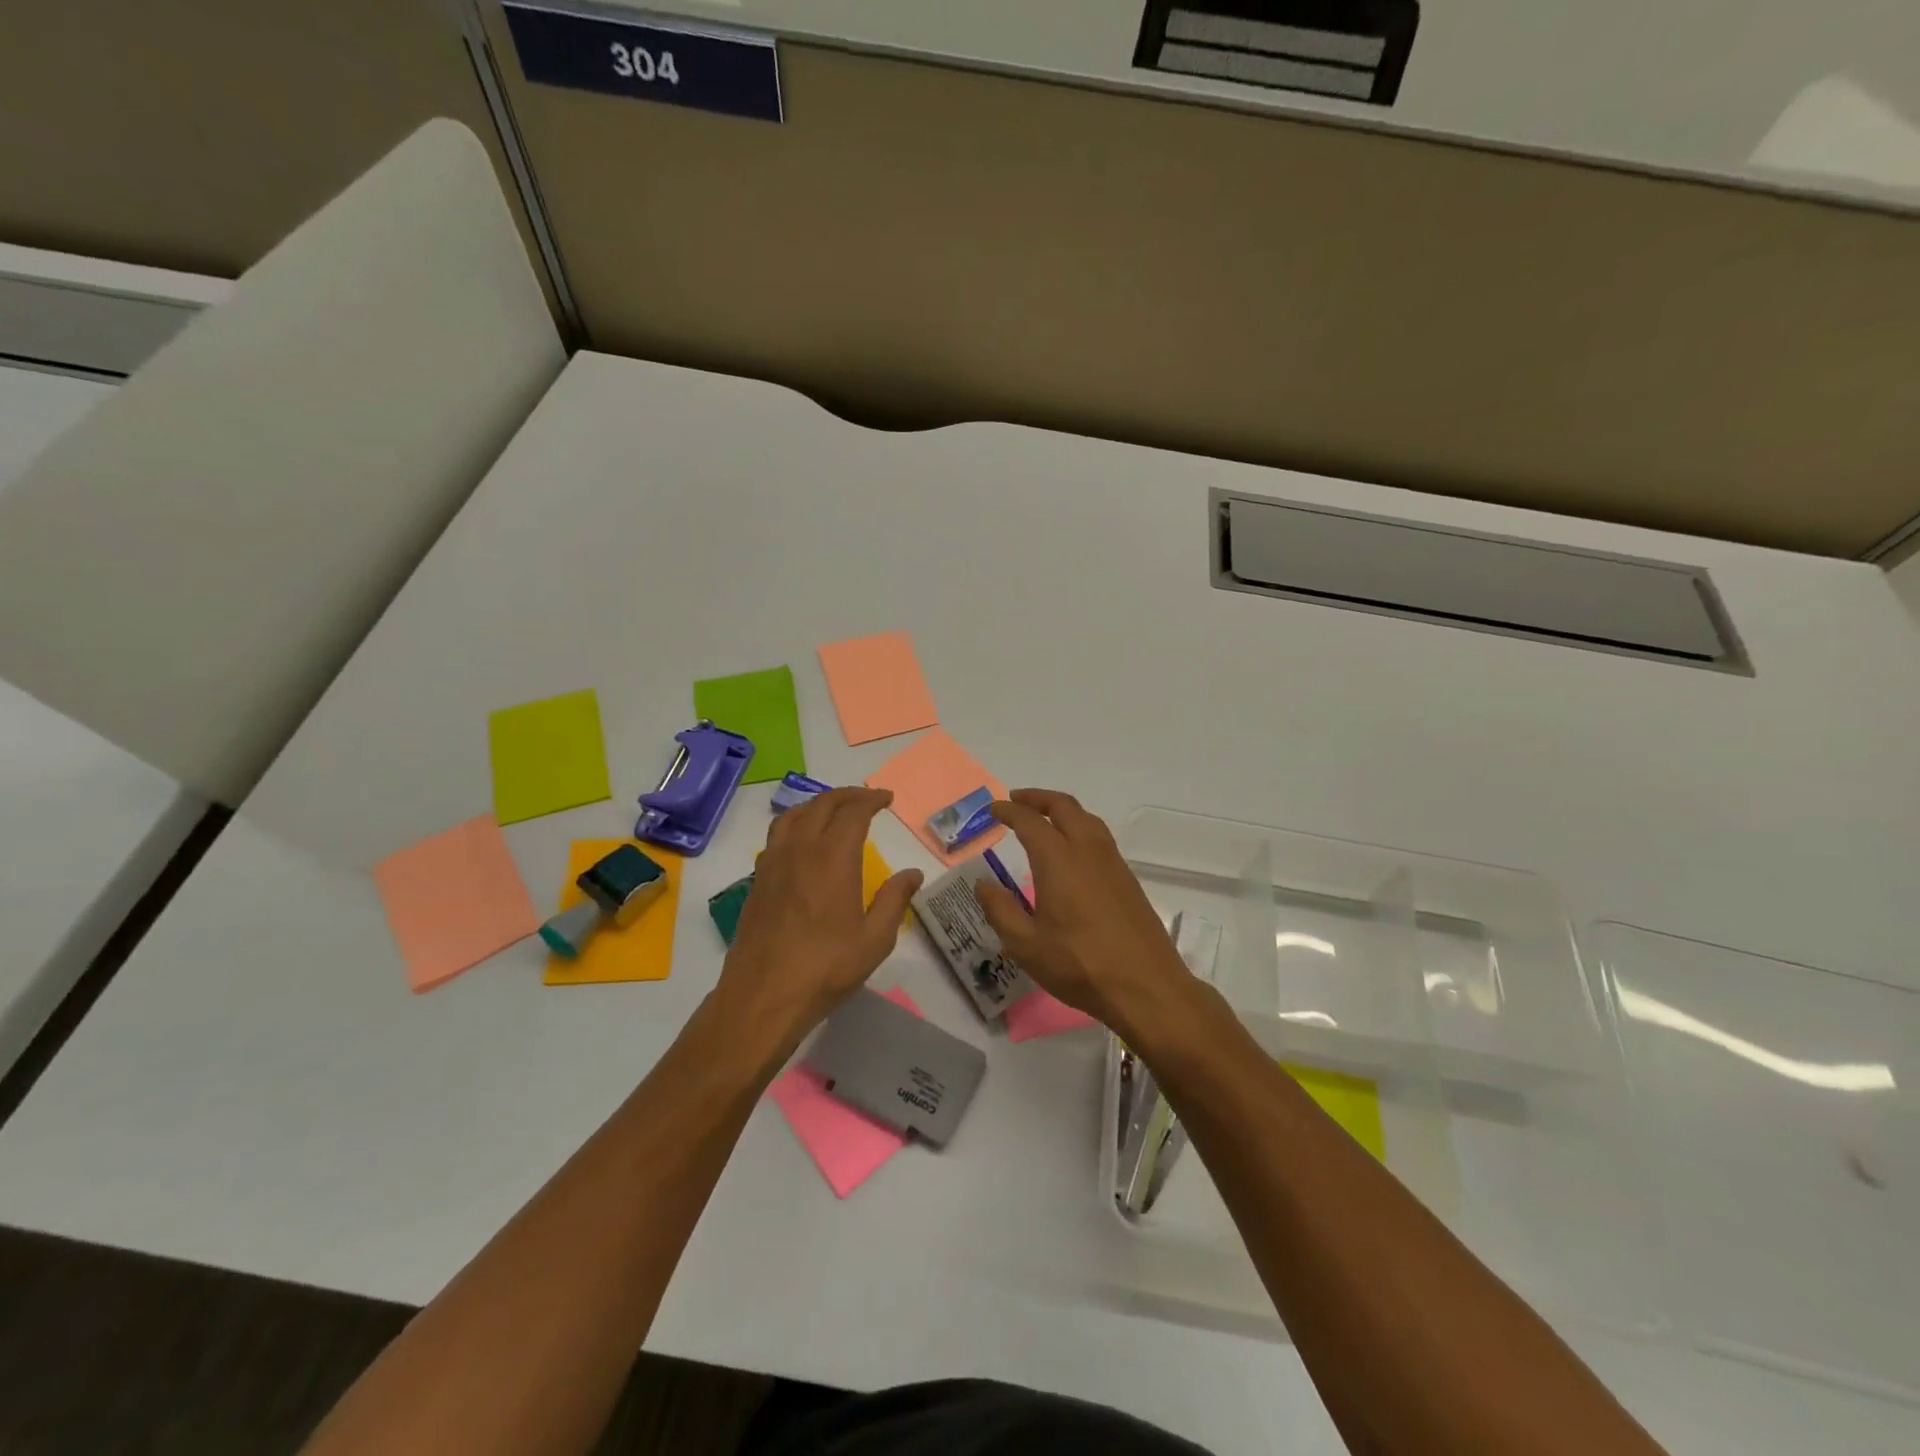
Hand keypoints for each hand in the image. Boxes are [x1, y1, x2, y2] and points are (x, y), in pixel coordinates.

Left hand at [715, 787, 921, 1051]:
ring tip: (834, 811)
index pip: (853, 812)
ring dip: (817, 804)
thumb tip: (912, 873)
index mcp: (833, 858)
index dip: (871, 799)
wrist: (763, 997)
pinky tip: (804, 842)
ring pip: (793, 815)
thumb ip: (894, 900)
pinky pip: (777, 835)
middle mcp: (800, 849)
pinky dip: (796, 823)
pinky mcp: (757, 880)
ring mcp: (773, 863)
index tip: (886, 798)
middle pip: (822, 805)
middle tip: (867, 799)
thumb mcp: (875, 940)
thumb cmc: (825, 969)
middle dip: (847, 796)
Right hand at [972, 789, 1196, 1036]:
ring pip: (1086, 818)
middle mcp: (1087, 851)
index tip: (994, 810)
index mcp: (1058, 860)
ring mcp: (1112, 863)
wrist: (1146, 986)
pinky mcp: (1127, 879)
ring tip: (1043, 818)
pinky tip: (1072, 849)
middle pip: (1063, 806)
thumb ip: (1000, 910)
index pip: (1030, 821)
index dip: (1009, 811)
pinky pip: (1100, 836)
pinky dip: (1079, 827)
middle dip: (1037, 798)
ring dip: (1062, 809)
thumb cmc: (1080, 965)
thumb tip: (983, 885)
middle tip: (1016, 801)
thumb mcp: (1026, 945)